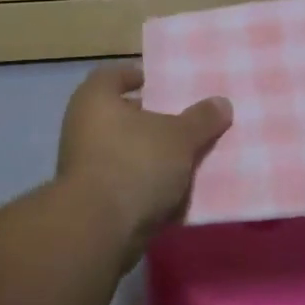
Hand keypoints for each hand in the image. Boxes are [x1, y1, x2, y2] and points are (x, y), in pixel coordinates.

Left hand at [56, 63, 231, 250]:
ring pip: (125, 151)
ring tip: (188, 156)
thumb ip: (201, 118)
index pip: (114, 75)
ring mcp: (83, 164)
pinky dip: (146, 184)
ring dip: (151, 154)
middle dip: (152, 119)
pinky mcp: (91, 198)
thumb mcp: (179, 137)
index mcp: (95, 99)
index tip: (164, 84)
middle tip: (184, 121)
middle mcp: (82, 126)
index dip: (138, 76)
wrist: (100, 229)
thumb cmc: (135, 163)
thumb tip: (222, 102)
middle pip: (121, 115)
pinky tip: (175, 189)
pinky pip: (125, 182)